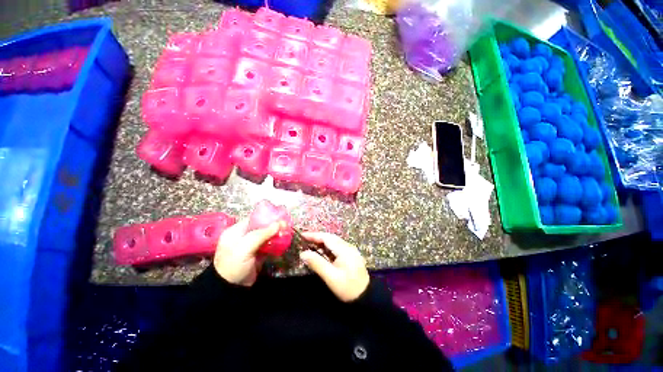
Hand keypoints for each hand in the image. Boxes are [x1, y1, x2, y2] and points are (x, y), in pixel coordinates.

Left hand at [214, 219, 281, 286]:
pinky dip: (276, 243)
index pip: (253, 219)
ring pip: (267, 236)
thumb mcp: (245, 247)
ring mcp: (251, 246)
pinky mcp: (258, 254)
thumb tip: (279, 223)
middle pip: (262, 227)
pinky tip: (284, 241)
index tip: (280, 216)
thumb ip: (262, 234)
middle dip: (274, 226)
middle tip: (287, 225)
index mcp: (235, 231)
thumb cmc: (234, 265)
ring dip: (276, 234)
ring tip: (287, 232)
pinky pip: (269, 245)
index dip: (267, 217)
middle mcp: (243, 236)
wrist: (231, 290)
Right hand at [299, 232, 369, 301]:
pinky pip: (337, 247)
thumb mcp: (331, 277)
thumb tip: (303, 253)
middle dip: (317, 237)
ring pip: (334, 242)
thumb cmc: (347, 288)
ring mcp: (350, 250)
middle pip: (330, 238)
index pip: (327, 238)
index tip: (302, 235)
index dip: (314, 235)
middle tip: (304, 240)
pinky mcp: (351, 255)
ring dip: (322, 242)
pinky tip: (322, 252)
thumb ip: (317, 263)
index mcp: (344, 250)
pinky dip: (328, 247)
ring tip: (310, 245)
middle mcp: (348, 247)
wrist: (366, 297)